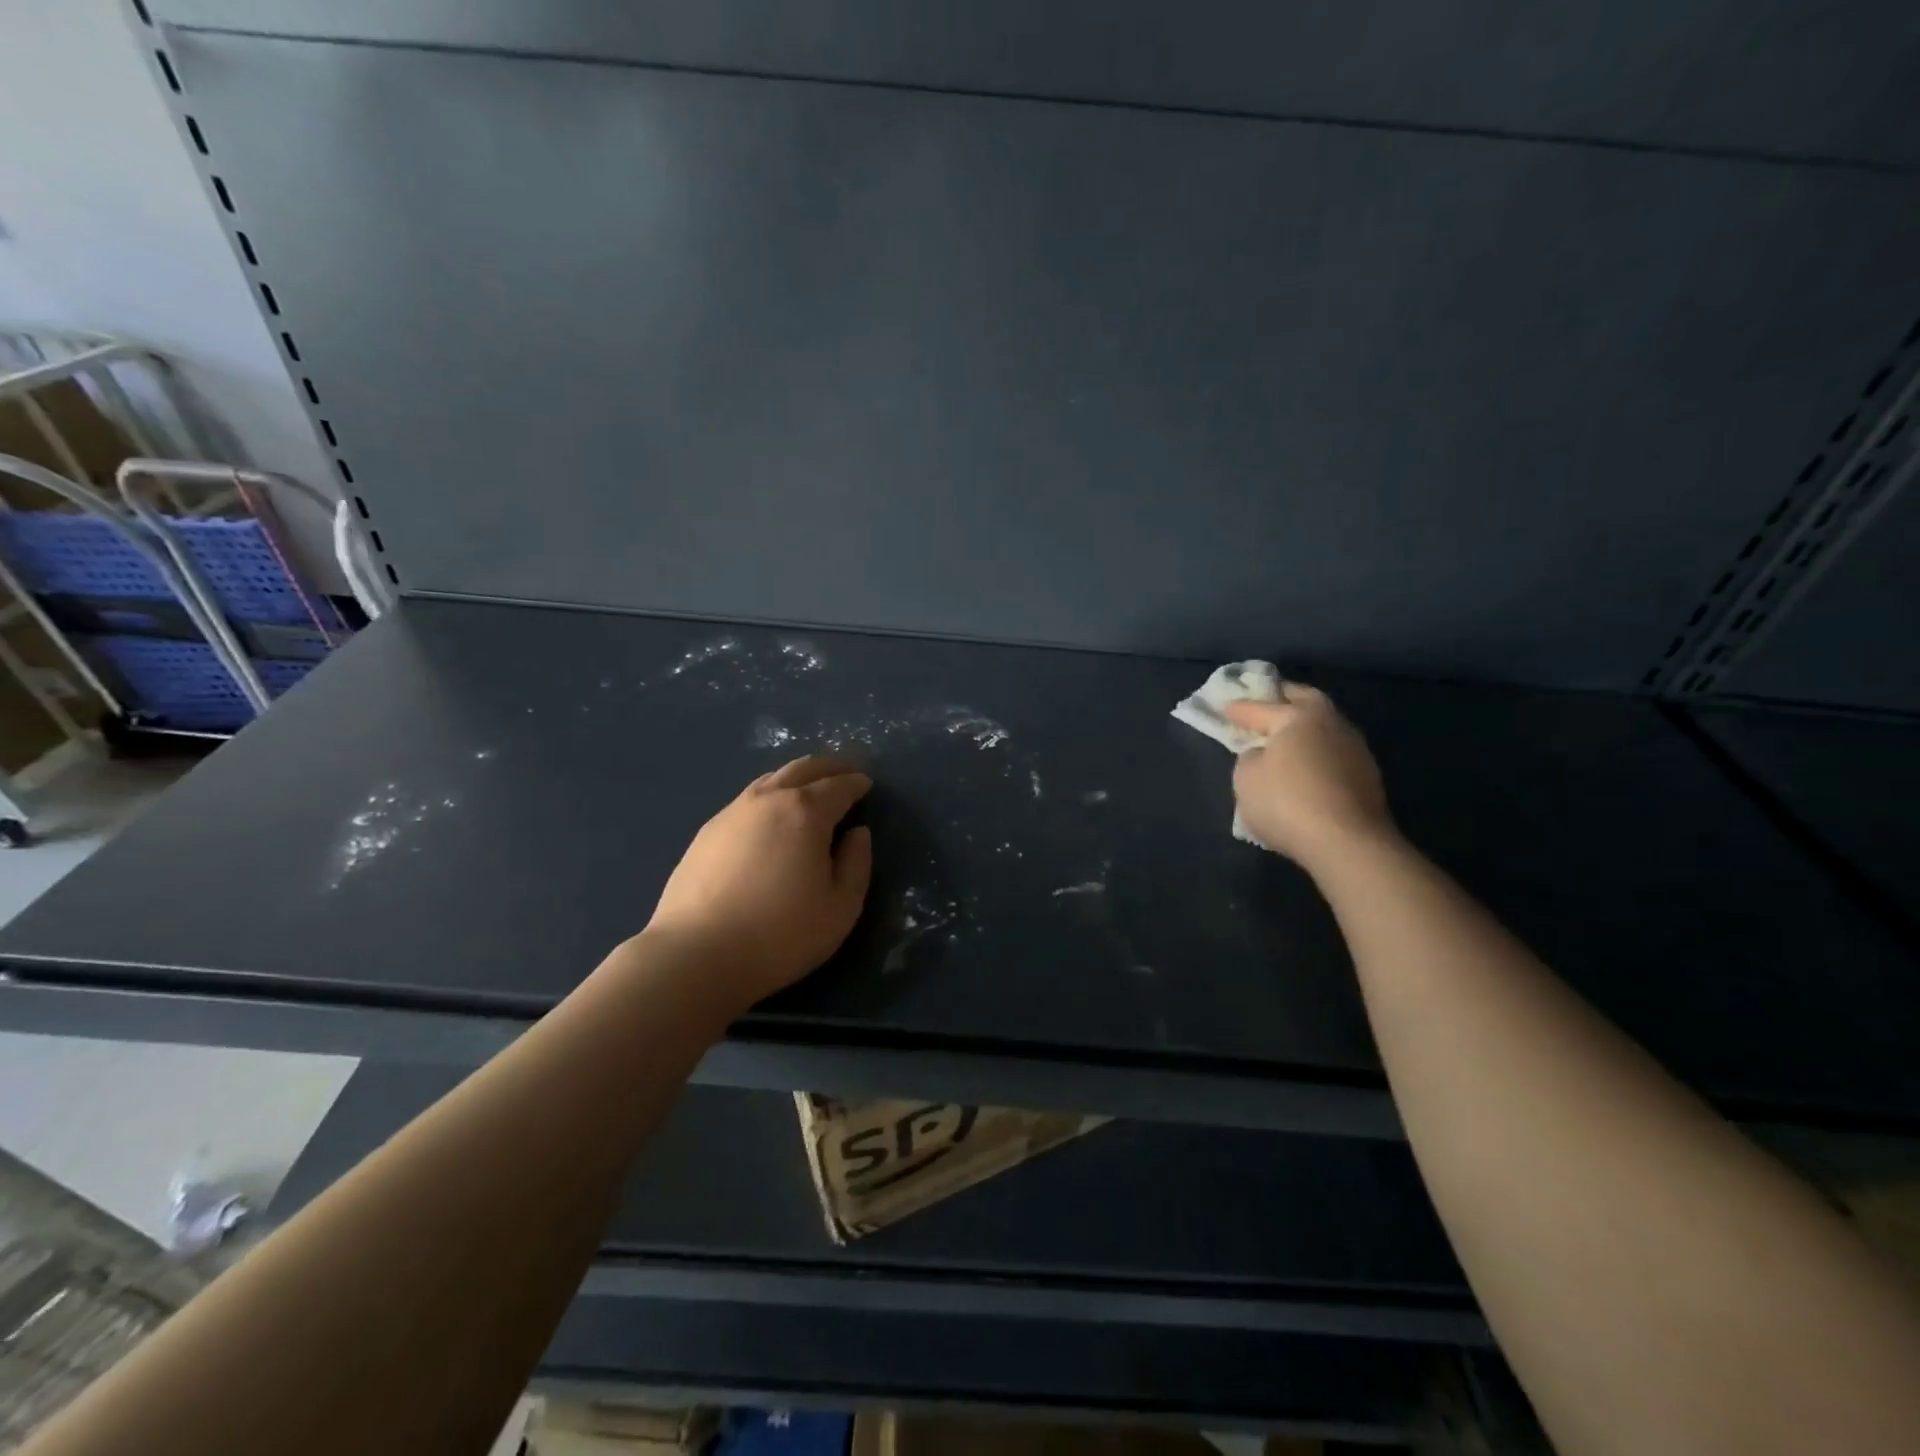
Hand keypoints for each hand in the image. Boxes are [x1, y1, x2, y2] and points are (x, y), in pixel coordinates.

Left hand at [643, 757, 873, 1011]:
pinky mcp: (707, 831)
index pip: (838, 786)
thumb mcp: (840, 907)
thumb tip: (857, 833)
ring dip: (796, 778)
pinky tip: (770, 817)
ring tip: (809, 789)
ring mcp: (732, 812)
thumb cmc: (780, 934)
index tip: (866, 784)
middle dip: (828, 767)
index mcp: (806, 812)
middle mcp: (768, 799)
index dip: (856, 783)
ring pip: (771, 779)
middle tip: (844, 773)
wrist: (696, 955)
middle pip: (803, 769)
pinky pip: (748, 799)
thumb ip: (856, 863)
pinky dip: (770, 796)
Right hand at [1224, 684, 1393, 868]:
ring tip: (1284, 739)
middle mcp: (1330, 723)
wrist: (1347, 844)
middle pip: (1304, 700)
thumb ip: (1249, 757)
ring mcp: (1354, 749)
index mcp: (1297, 716)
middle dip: (1283, 698)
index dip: (1238, 709)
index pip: (1260, 707)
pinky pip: (1332, 753)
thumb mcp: (1246, 778)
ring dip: (1303, 729)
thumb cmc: (1286, 802)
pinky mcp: (1367, 776)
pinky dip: (1316, 753)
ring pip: (1323, 726)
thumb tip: (1262, 754)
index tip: (1222, 707)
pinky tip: (1304, 767)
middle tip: (1264, 703)